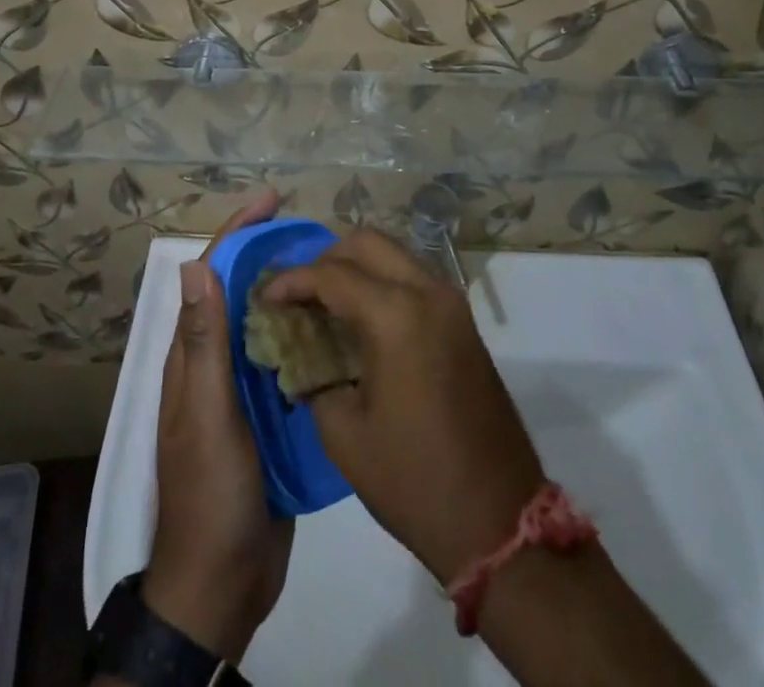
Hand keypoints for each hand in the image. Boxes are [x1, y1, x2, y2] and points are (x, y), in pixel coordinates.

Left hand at [144, 190, 293, 662]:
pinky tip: (338, 328)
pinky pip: (285, 360)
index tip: (272, 200)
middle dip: (269, 252)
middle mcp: (214, 363)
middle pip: (240, 291)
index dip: (238, 233)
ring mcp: (241, 389)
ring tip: (335, 269)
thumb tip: (196, 265)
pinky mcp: (267, 414)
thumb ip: (203, 345)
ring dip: (292, 291)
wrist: (223, 582)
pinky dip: (305, 335)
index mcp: (192, 355)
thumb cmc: (211, 492)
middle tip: (316, 233)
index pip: (211, 275)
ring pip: (265, 323)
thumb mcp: (206, 415)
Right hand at [261, 230, 545, 584]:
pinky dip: (382, 283)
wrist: (498, 520)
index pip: (332, 274)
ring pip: (393, 255)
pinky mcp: (463, 321)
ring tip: (325, 305)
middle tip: (299, 295)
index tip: (264, 296)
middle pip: (367, 243)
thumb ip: (313, 377)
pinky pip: (413, 278)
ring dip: (356, 268)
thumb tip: (297, 352)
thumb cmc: (414, 480)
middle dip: (326, 260)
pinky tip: (360, 321)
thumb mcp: (345, 434)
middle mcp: (427, 293)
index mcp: (396, 316)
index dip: (292, 280)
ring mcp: (451, 304)